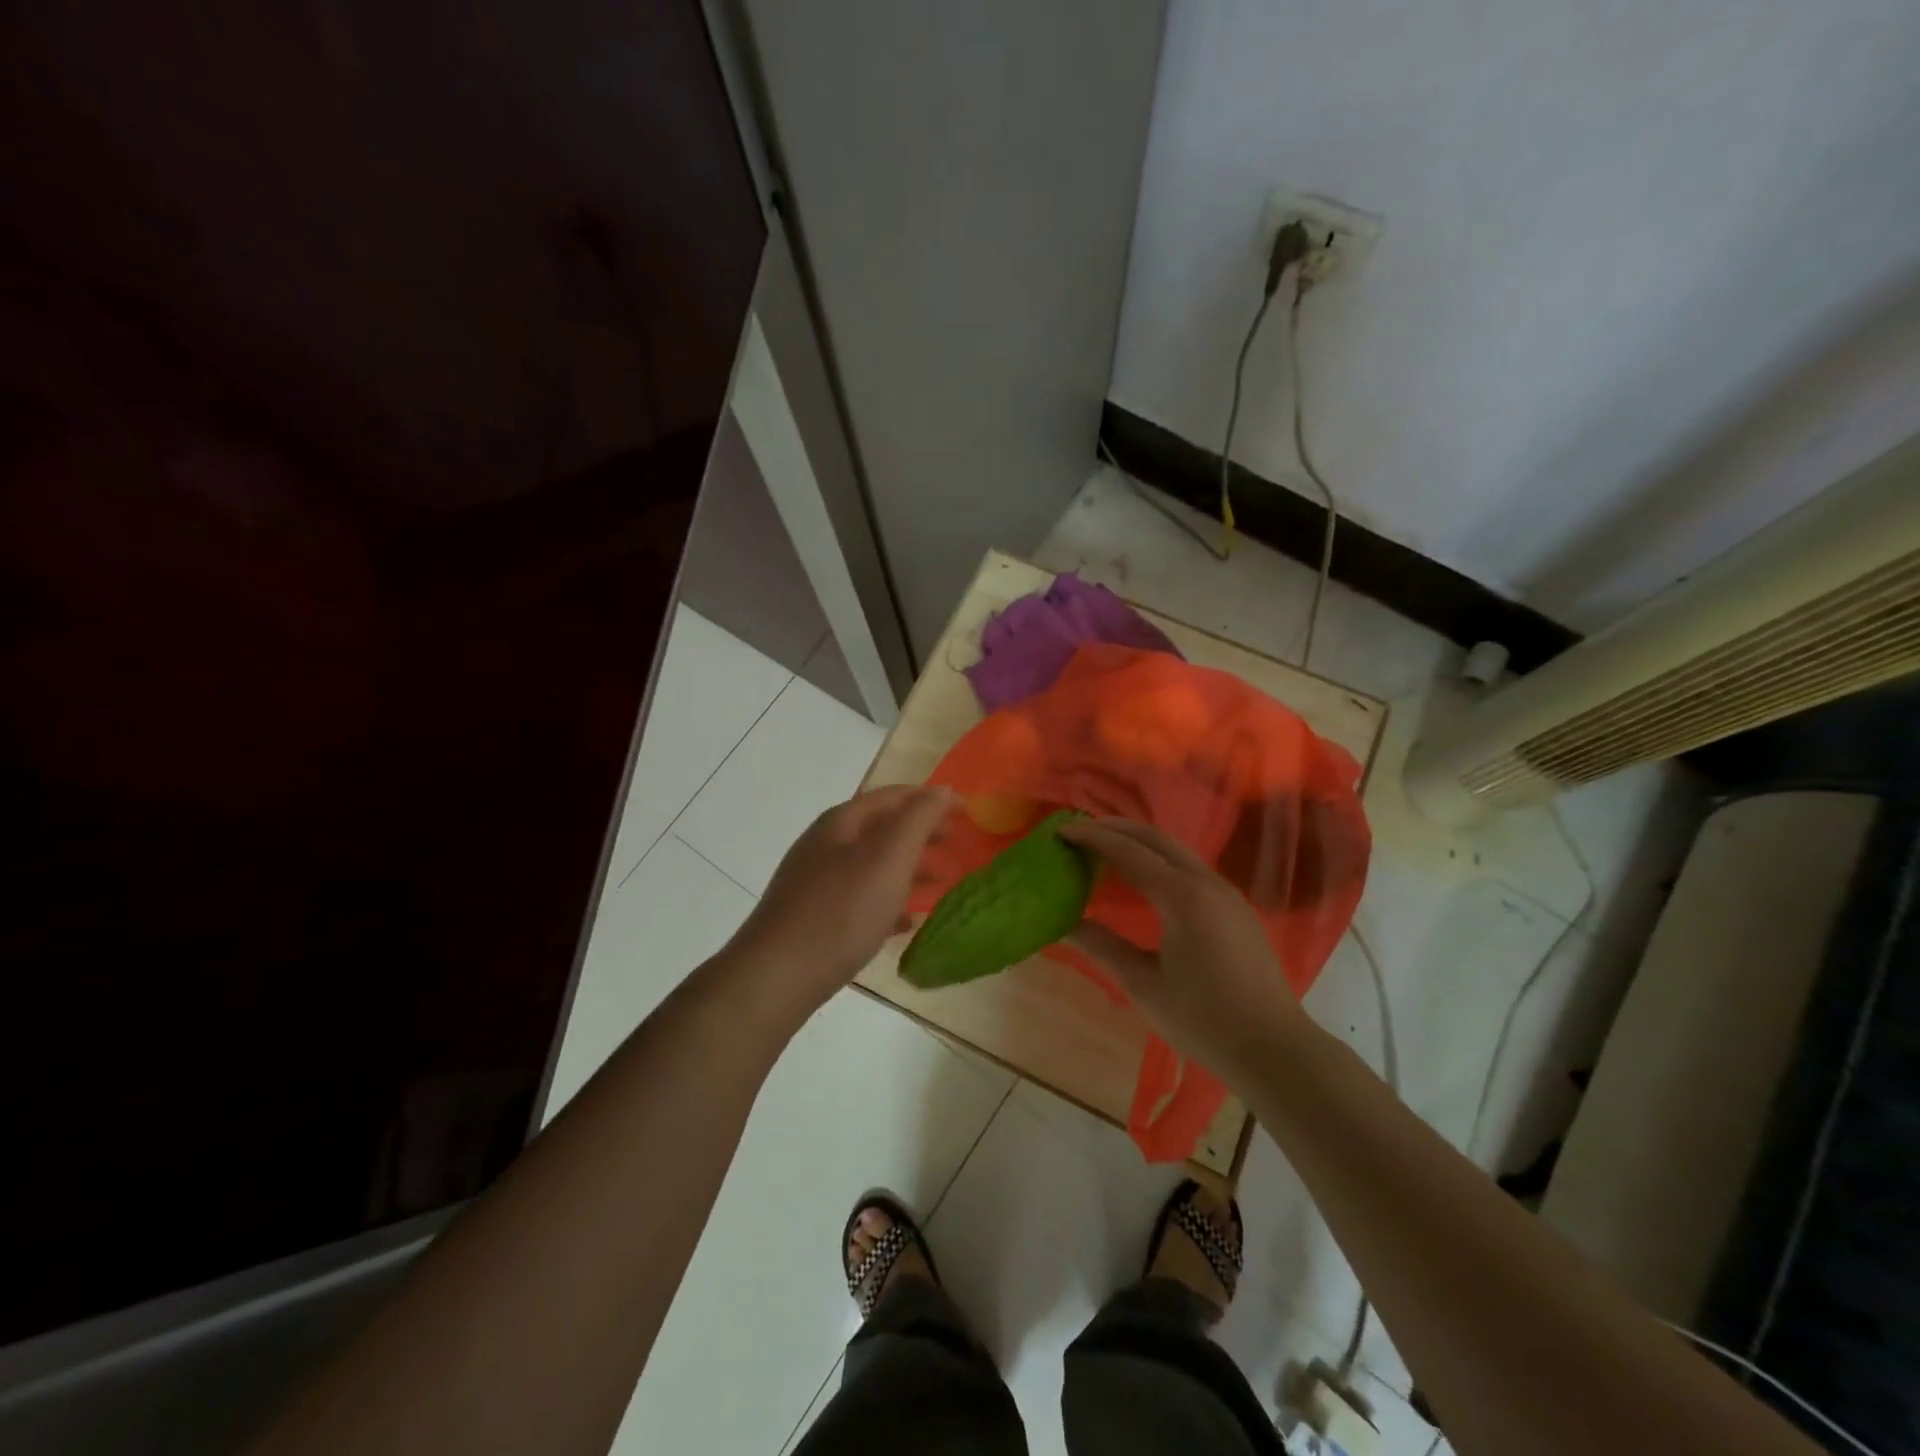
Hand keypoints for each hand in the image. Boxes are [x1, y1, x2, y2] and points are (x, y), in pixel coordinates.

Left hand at [728, 784, 952, 1018]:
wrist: (777, 976)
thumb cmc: (841, 911)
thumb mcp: (888, 858)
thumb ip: (918, 820)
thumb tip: (942, 789)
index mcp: (842, 823)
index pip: (894, 796)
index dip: (931, 799)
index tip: (966, 811)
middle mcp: (825, 845)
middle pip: (882, 828)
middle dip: (921, 833)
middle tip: (956, 844)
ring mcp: (815, 881)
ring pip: (872, 864)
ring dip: (908, 868)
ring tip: (940, 882)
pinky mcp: (813, 916)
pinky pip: (860, 899)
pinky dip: (888, 900)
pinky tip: (906, 921)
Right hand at [1060, 817, 1305, 1090]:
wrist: (1275, 1049)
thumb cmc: (1203, 1020)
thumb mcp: (1143, 985)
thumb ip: (1102, 946)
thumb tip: (1064, 923)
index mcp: (1182, 896)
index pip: (1129, 852)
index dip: (1093, 838)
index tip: (1062, 831)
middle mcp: (1206, 882)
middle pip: (1155, 838)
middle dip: (1116, 829)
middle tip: (1080, 831)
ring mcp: (1226, 893)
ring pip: (1176, 850)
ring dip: (1139, 842)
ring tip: (1106, 848)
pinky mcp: (1236, 908)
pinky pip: (1190, 867)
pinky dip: (1160, 859)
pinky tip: (1144, 877)